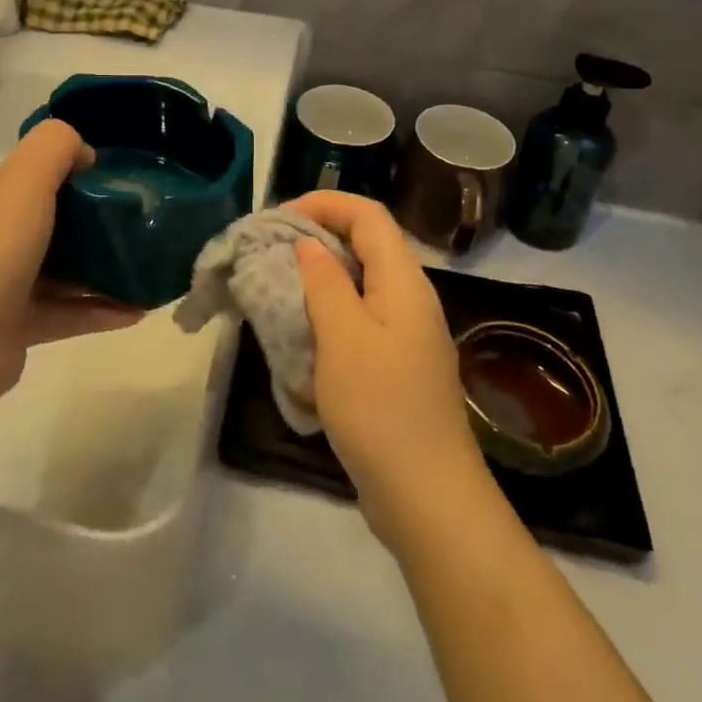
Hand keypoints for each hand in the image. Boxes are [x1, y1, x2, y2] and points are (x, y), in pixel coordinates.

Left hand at [0, 120, 142, 410]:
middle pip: (45, 219)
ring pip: (60, 269)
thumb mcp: (25, 175)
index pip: (20, 171)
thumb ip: (57, 145)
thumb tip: (84, 155)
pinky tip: (138, 309)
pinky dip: (99, 309)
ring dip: (102, 269)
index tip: (105, 178)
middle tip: (135, 221)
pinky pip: (66, 311)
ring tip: (145, 266)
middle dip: (91, 221)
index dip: (61, 168)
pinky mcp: (14, 326)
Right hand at [288, 191, 494, 550]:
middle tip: (272, 251)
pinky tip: (304, 336)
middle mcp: (411, 298)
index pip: (368, 215)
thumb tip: (311, 245)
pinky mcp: (399, 366)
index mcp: (403, 281)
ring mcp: (408, 334)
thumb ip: (325, 282)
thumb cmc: (381, 408)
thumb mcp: (343, 337)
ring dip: (321, 277)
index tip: (279, 218)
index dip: (324, 203)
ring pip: (362, 283)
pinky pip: (362, 320)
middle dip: (318, 237)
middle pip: (367, 244)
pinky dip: (330, 314)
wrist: (428, 498)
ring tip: (280, 288)